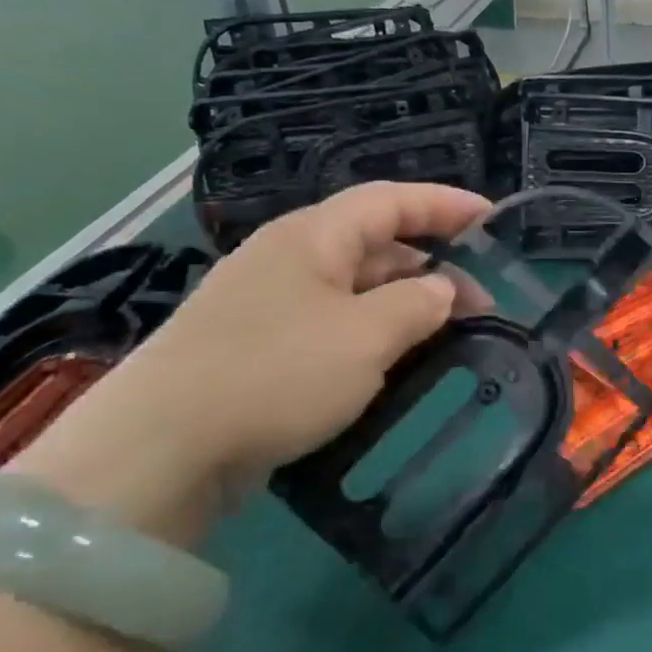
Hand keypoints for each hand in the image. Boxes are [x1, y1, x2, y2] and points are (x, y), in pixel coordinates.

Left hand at [11, 183, 491, 542]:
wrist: (158, 450)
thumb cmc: (276, 373)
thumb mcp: (367, 335)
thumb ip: (419, 304)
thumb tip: (442, 290)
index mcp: (313, 237)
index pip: (392, 200)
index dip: (446, 204)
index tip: (494, 218)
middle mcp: (289, 258)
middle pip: (377, 244)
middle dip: (435, 267)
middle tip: (481, 306)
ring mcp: (269, 304)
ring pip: (356, 289)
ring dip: (406, 306)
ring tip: (447, 339)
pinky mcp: (257, 347)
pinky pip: (333, 324)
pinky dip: (373, 335)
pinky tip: (393, 365)